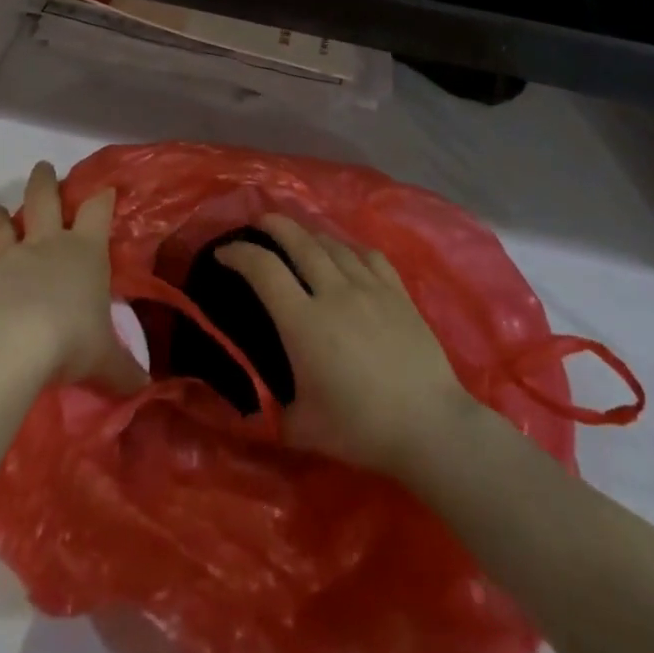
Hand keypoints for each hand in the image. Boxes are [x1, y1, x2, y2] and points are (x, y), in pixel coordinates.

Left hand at [0, 162, 146, 393]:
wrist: (10, 346)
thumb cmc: (70, 340)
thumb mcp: (105, 359)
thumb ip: (124, 370)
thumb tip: (145, 387)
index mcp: (84, 252)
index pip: (97, 212)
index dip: (102, 198)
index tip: (105, 189)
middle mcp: (45, 245)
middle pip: (44, 200)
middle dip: (44, 182)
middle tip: (42, 167)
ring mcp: (7, 259)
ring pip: (1, 227)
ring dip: (0, 217)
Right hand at [216, 215, 477, 479]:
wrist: (430, 427)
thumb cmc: (360, 429)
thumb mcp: (300, 429)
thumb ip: (268, 408)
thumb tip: (244, 400)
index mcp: (303, 322)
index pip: (262, 269)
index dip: (238, 254)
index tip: (223, 253)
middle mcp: (334, 292)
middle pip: (298, 240)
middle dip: (273, 225)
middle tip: (258, 223)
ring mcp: (369, 288)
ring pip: (332, 244)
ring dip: (309, 234)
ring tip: (298, 236)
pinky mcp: (397, 292)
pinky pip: (367, 255)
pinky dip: (349, 248)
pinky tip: (345, 255)